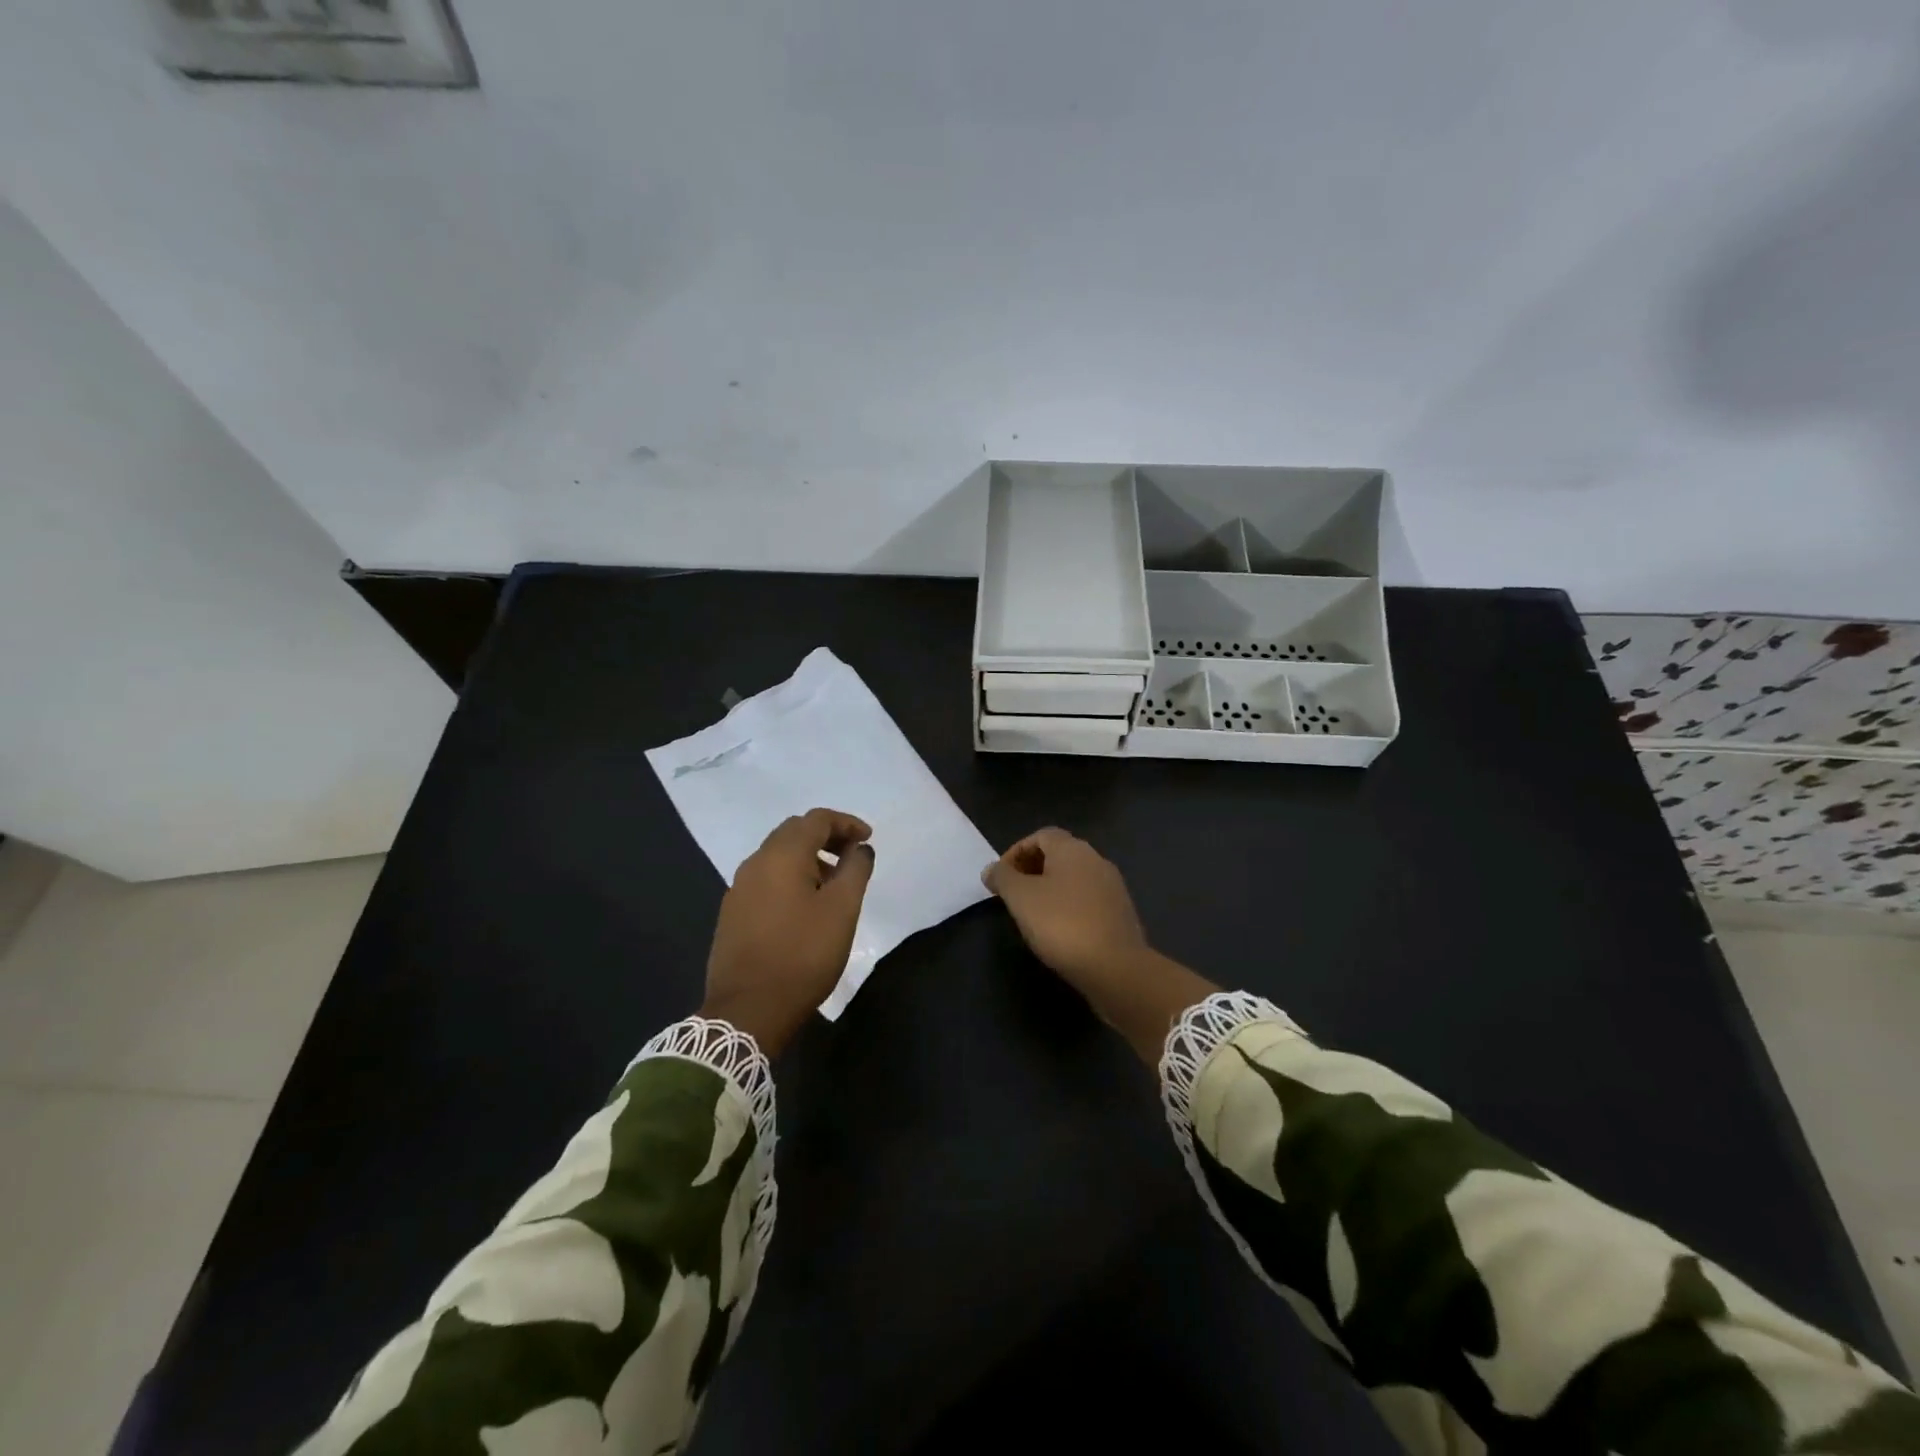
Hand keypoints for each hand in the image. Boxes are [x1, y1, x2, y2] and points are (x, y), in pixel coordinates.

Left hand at [702, 808, 875, 1055]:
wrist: (748, 1010)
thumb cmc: (803, 954)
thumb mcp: (842, 910)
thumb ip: (855, 870)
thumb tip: (860, 848)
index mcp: (781, 855)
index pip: (816, 819)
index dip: (846, 823)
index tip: (868, 839)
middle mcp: (755, 863)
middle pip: (793, 832)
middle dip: (826, 837)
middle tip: (853, 856)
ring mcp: (739, 889)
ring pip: (777, 856)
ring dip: (808, 858)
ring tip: (834, 883)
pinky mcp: (733, 914)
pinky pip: (766, 879)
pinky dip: (791, 877)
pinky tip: (805, 906)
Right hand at [982, 828, 1216, 1064]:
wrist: (1115, 967)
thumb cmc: (1062, 923)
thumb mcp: (1020, 898)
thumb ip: (1002, 878)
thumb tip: (991, 869)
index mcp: (1072, 849)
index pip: (1041, 835)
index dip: (1017, 851)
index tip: (1001, 877)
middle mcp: (1096, 860)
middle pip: (1059, 854)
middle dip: (1032, 869)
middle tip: (1013, 894)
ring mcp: (1112, 887)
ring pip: (1074, 878)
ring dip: (1050, 888)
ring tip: (1032, 913)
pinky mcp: (1120, 913)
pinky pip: (1088, 899)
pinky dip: (1069, 906)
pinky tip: (1059, 930)